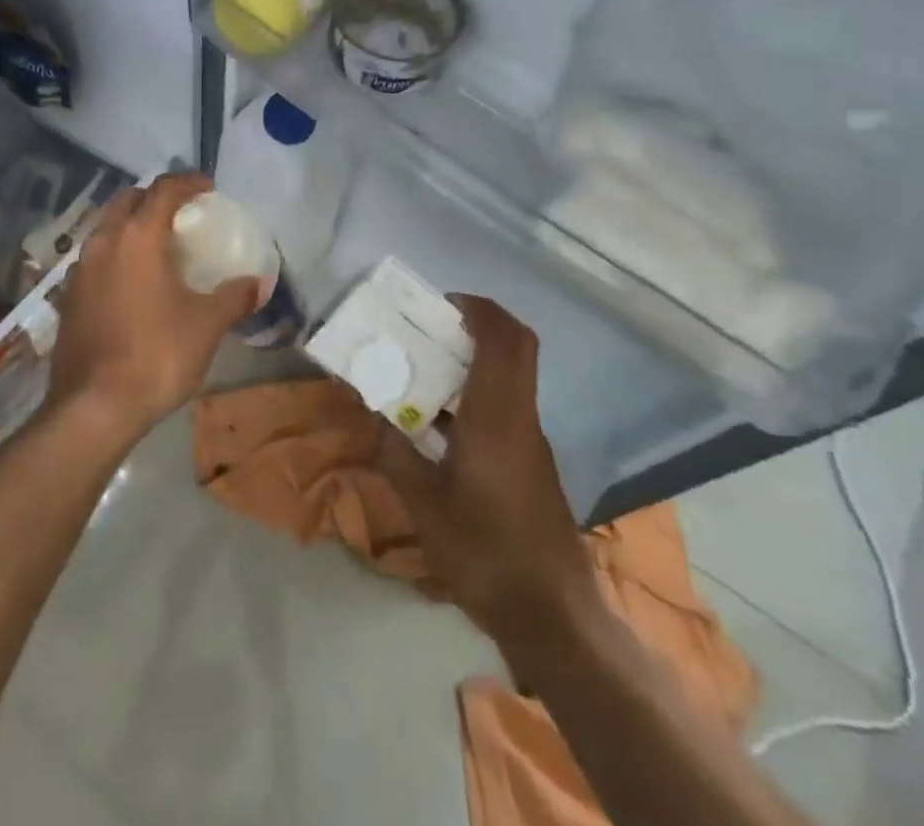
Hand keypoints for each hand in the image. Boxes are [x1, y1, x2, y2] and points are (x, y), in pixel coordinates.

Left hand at [47, 173, 260, 443]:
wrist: (93, 406)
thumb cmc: (156, 355)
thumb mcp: (206, 325)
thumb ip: (234, 297)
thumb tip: (259, 283)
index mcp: (138, 236)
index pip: (163, 189)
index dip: (188, 182)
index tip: (208, 188)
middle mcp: (104, 241)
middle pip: (128, 200)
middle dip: (155, 197)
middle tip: (182, 213)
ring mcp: (80, 268)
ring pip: (107, 227)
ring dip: (132, 223)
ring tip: (158, 244)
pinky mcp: (69, 295)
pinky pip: (95, 256)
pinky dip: (116, 252)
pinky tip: (132, 279)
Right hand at [375, 295, 601, 672]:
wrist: (553, 619)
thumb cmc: (484, 551)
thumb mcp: (423, 502)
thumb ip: (394, 450)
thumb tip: (370, 411)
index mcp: (497, 416)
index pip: (505, 339)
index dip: (480, 309)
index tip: (444, 303)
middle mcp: (521, 419)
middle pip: (515, 350)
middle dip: (476, 327)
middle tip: (431, 330)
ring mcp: (532, 444)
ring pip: (511, 380)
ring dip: (473, 364)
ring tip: (423, 375)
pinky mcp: (533, 468)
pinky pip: (505, 410)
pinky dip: (476, 398)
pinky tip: (440, 430)